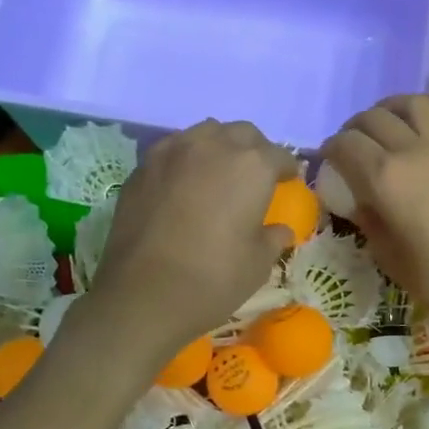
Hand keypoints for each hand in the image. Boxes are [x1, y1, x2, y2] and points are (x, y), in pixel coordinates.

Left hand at [88, 119, 297, 352]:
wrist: (144, 295)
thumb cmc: (214, 279)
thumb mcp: (258, 264)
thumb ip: (273, 239)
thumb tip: (280, 231)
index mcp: (250, 166)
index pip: (278, 155)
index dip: (286, 169)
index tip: (288, 181)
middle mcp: (211, 146)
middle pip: (240, 133)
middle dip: (253, 150)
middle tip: (255, 176)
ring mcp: (170, 153)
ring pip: (202, 135)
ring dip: (217, 148)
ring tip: (217, 175)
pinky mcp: (140, 170)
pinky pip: (171, 153)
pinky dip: (184, 163)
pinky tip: (183, 189)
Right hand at [324, 93, 428, 340]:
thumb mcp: (388, 257)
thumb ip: (368, 221)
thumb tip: (358, 199)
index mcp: (385, 179)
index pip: (345, 145)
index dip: (330, 150)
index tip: (328, 163)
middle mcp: (413, 151)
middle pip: (374, 118)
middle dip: (354, 129)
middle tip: (353, 147)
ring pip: (413, 104)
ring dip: (391, 108)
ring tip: (387, 125)